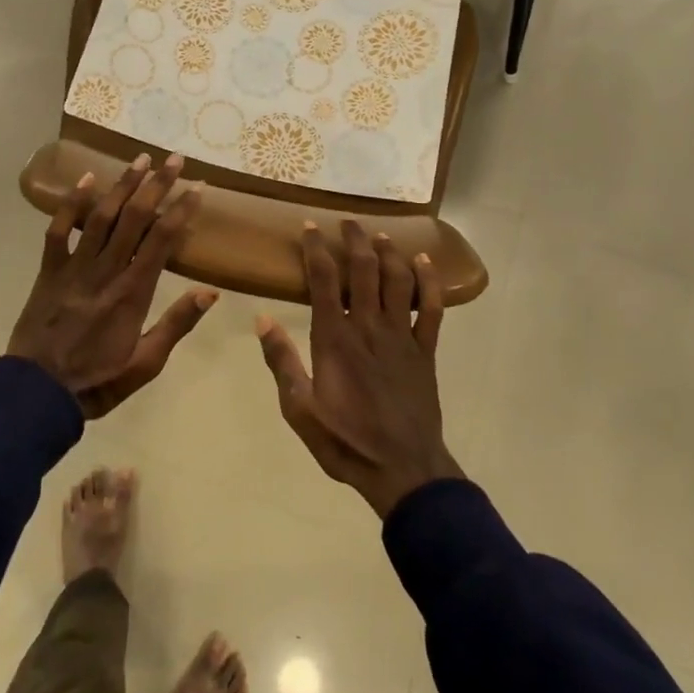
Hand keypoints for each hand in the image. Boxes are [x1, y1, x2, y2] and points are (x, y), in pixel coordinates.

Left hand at [9, 153, 214, 417]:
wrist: (36, 394)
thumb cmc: (97, 381)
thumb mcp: (145, 363)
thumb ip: (176, 324)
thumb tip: (210, 291)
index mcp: (133, 292)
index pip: (162, 240)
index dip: (181, 210)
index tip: (198, 187)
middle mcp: (106, 271)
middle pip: (135, 218)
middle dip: (157, 185)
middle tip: (174, 159)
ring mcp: (75, 267)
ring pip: (102, 216)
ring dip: (123, 185)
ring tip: (141, 159)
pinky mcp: (49, 270)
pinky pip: (59, 230)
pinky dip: (71, 203)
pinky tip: (86, 179)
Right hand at [256, 221, 461, 518]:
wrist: (402, 470)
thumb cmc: (345, 441)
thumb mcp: (299, 409)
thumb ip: (282, 362)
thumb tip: (261, 318)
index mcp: (335, 338)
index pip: (323, 280)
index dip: (316, 249)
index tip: (310, 227)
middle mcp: (369, 326)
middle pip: (363, 269)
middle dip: (354, 240)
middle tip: (347, 222)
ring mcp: (401, 336)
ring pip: (397, 280)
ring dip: (388, 252)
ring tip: (379, 235)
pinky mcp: (425, 350)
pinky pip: (432, 308)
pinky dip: (430, 281)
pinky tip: (425, 262)